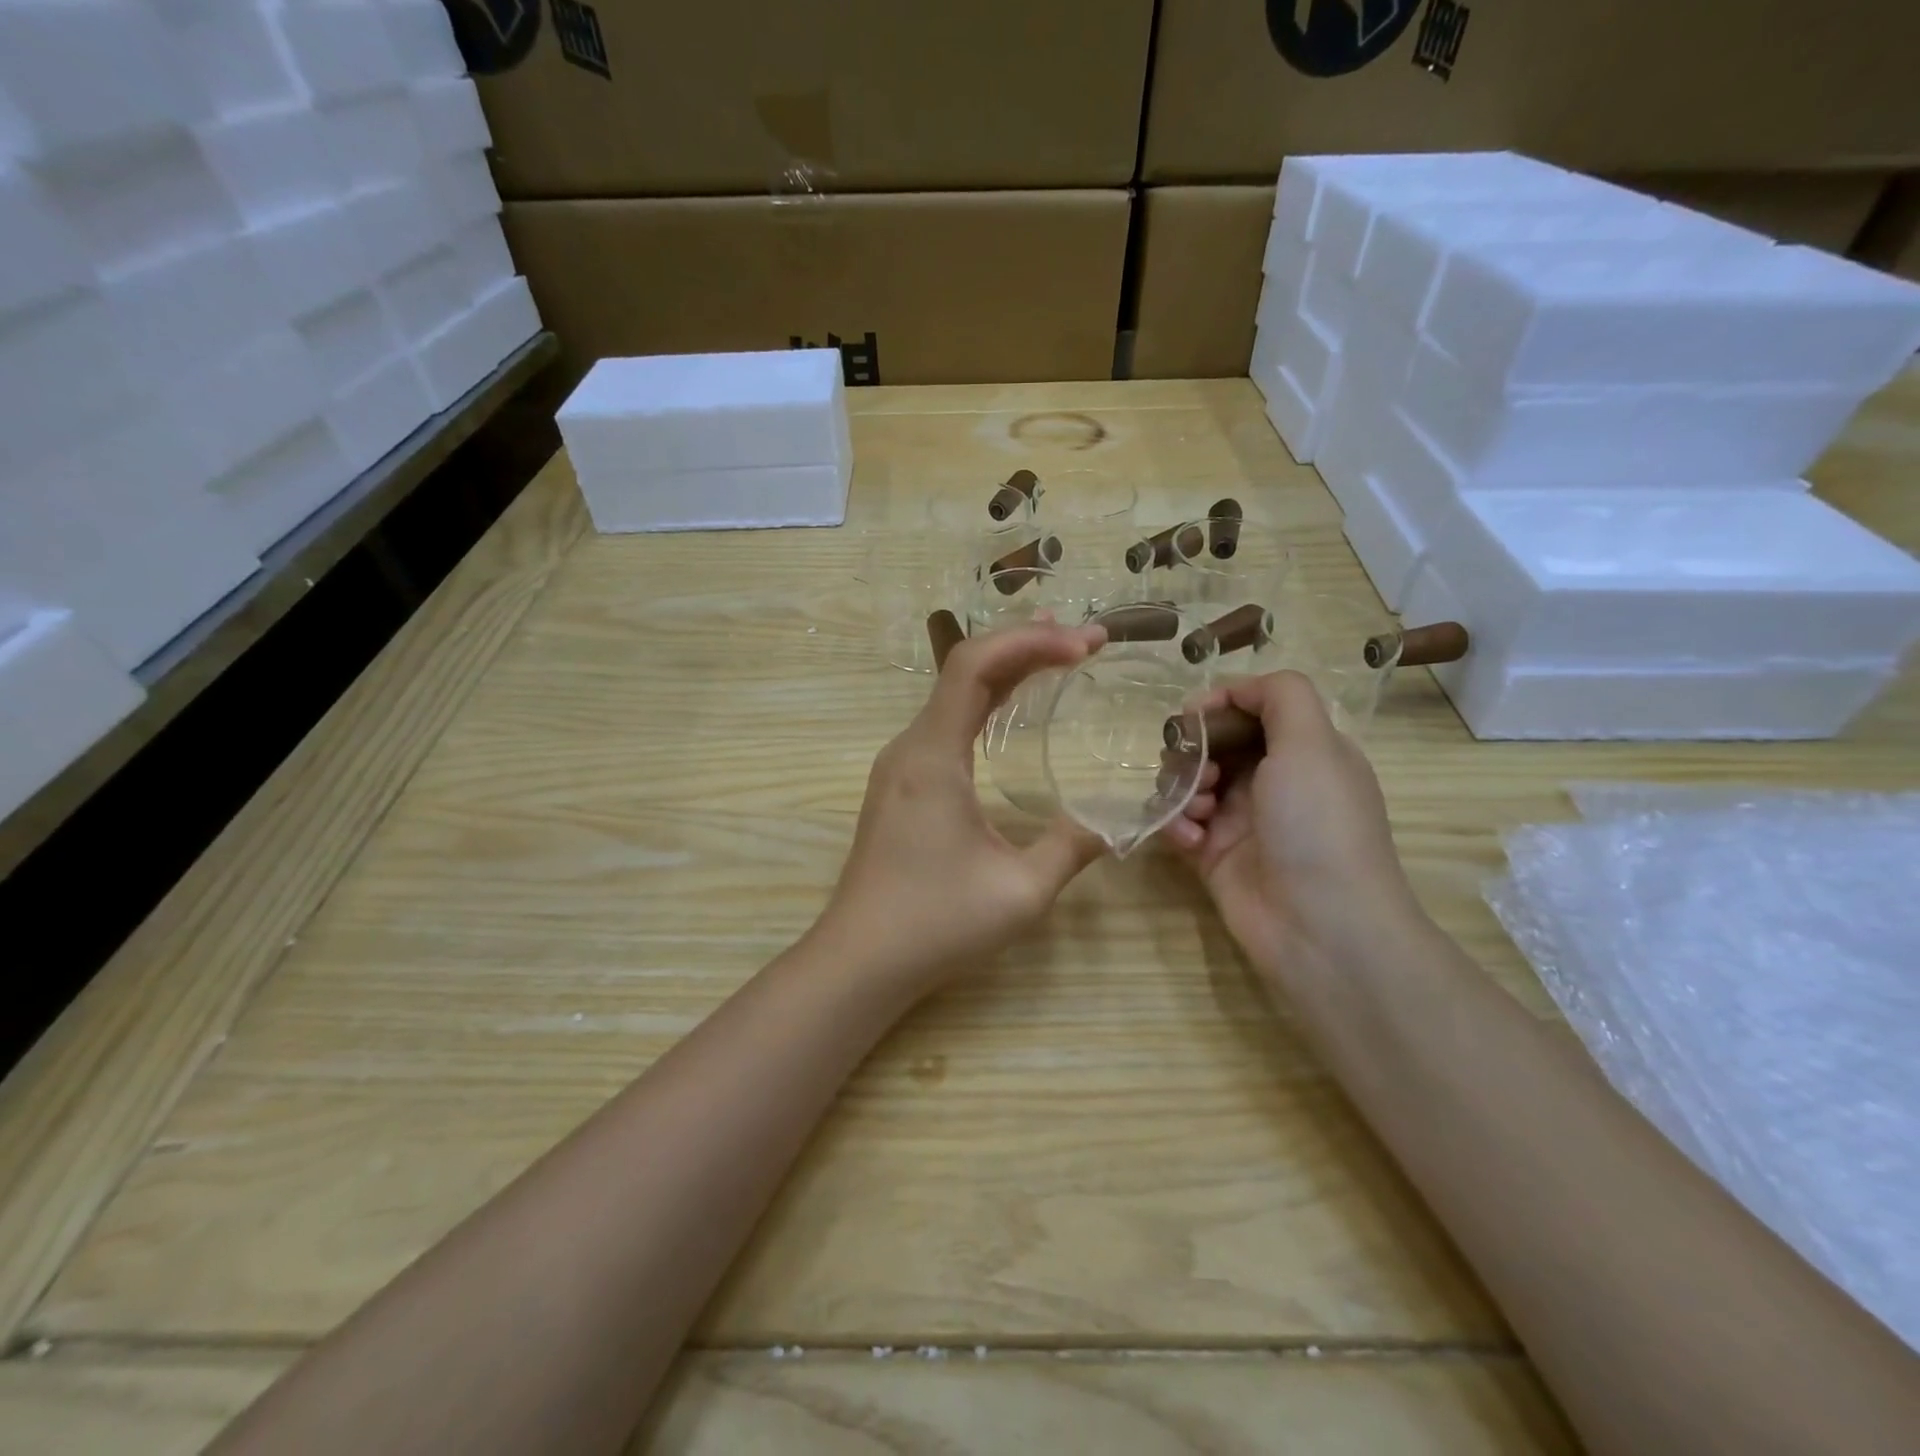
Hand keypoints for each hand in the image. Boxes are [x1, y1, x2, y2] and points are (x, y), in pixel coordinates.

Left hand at [818, 622, 1109, 989]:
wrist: (860, 959)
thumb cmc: (936, 923)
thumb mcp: (1021, 891)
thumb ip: (1072, 847)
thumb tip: (1115, 823)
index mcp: (933, 756)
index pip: (975, 666)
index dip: (1031, 641)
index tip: (1085, 645)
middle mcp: (910, 746)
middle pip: (964, 669)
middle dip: (1025, 645)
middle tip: (1085, 642)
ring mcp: (900, 764)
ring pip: (953, 693)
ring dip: (1004, 668)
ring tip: (1057, 654)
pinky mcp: (900, 784)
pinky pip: (946, 722)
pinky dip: (984, 701)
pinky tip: (1012, 707)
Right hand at [1162, 671, 1418, 984]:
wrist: (1319, 924)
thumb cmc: (1317, 823)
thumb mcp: (1313, 742)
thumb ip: (1280, 695)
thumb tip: (1234, 689)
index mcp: (1304, 750)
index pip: (1251, 708)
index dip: (1218, 704)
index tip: (1193, 715)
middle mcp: (1272, 780)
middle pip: (1213, 742)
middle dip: (1193, 748)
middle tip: (1196, 768)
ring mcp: (1240, 819)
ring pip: (1189, 780)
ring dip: (1182, 787)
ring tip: (1196, 810)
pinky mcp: (1213, 854)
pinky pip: (1179, 822)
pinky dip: (1177, 824)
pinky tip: (1190, 840)